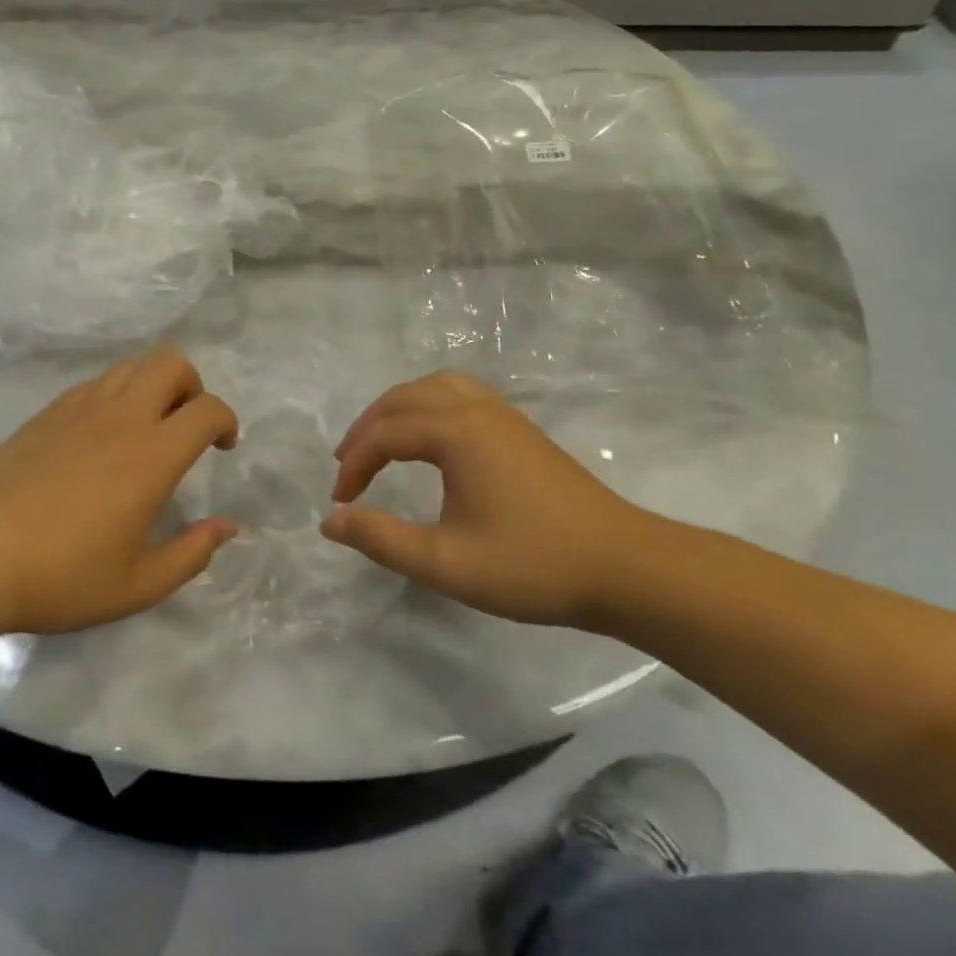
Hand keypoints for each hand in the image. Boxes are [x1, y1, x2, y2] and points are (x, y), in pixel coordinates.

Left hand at [0, 350, 239, 636]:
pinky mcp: (48, 412)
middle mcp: (121, 418)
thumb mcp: (139, 585)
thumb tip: (227, 526)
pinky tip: (102, 437)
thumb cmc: (63, 577)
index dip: (226, 421)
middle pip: (170, 363)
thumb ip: (192, 554)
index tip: (223, 447)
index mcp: (151, 456)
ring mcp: (80, 408)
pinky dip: (115, 395)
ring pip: (131, 366)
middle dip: (192, 386)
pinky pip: (96, 384)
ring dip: (153, 386)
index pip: (207, 409)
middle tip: (186, 426)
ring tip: (146, 428)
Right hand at [321, 372, 662, 626]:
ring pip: (435, 388)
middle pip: (404, 398)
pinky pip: (461, 395)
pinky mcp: (522, 430)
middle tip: (347, 465)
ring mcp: (504, 415)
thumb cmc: (532, 564)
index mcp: (456, 432)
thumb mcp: (445, 563)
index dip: (354, 465)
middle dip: (367, 428)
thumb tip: (330, 520)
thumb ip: (381, 539)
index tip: (340, 502)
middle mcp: (476, 409)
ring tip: (381, 441)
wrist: (626, 568)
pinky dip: (429, 406)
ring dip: (398, 409)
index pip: (384, 435)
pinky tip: (432, 438)